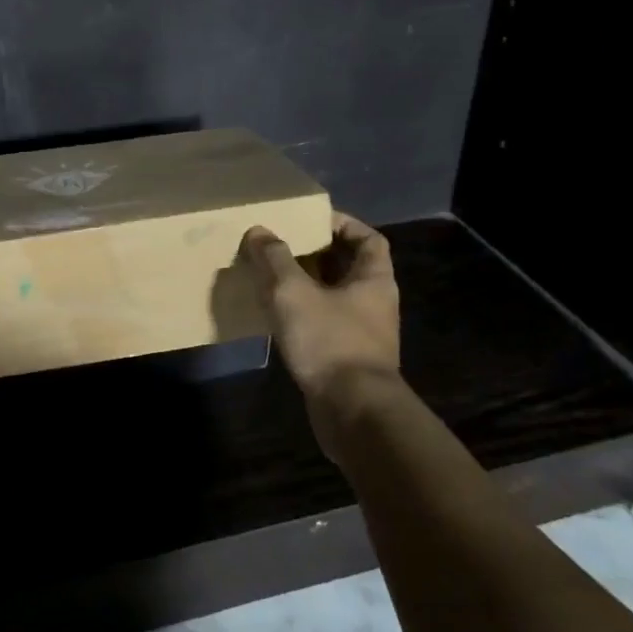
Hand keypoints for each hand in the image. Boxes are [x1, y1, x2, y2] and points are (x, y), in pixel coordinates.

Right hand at [243, 214, 400, 449]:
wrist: (352, 411)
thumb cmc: (329, 341)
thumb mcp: (293, 292)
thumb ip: (274, 259)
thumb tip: (258, 232)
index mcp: (374, 280)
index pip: (368, 239)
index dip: (343, 224)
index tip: (312, 220)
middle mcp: (374, 303)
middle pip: (348, 267)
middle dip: (316, 254)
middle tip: (281, 245)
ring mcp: (362, 334)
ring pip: (333, 298)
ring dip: (306, 286)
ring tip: (271, 277)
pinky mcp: (345, 359)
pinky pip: (324, 325)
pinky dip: (303, 315)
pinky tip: (276, 316)